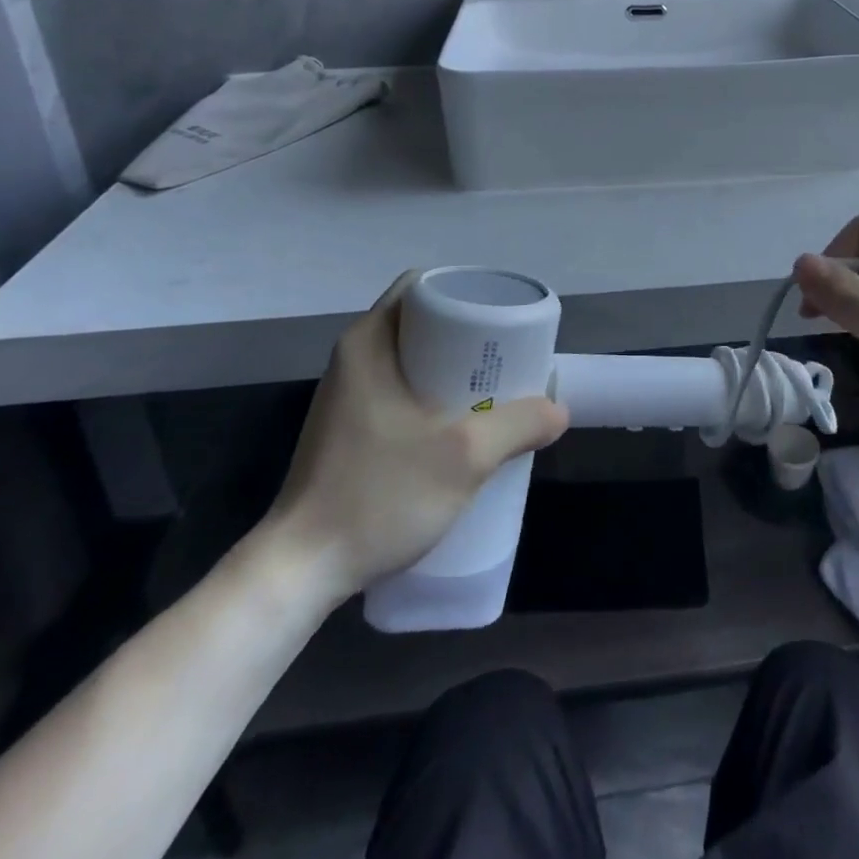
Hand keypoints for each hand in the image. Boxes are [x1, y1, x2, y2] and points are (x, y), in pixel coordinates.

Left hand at [257, 272, 568, 603]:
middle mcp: (355, 358)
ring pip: (416, 360)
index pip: (423, 286)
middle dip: (471, 335)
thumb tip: (558, 410)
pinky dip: (438, 396)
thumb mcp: (464, 457)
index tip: (503, 317)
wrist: (300, 572)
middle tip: (510, 357)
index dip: (467, 292)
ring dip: (456, 370)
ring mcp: (350, 396)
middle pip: (424, 323)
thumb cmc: (378, 495)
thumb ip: (519, 425)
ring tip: (498, 390)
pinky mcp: (351, 429)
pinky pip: (405, 391)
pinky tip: (464, 427)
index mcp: (368, 342)